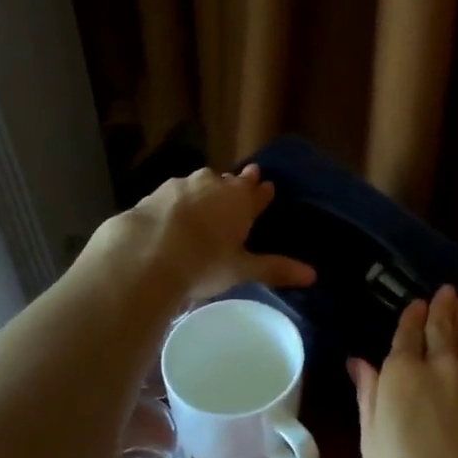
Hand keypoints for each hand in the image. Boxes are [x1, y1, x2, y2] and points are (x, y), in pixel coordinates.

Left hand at [90, 164, 315, 303]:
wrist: (144, 254)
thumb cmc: (204, 262)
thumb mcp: (242, 269)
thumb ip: (275, 269)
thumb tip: (313, 276)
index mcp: (240, 199)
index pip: (258, 191)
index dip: (263, 193)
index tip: (267, 188)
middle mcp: (213, 184)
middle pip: (229, 182)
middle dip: (235, 186)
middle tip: (238, 189)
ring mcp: (180, 186)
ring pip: (199, 184)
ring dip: (205, 191)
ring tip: (205, 203)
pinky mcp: (152, 195)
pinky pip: (172, 195)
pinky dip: (176, 203)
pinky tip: (172, 216)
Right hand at [350, 285, 457, 457]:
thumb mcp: (372, 442)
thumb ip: (368, 395)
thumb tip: (359, 362)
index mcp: (402, 375)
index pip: (407, 335)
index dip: (412, 316)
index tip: (417, 303)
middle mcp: (440, 366)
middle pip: (442, 328)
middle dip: (442, 307)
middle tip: (446, 291)